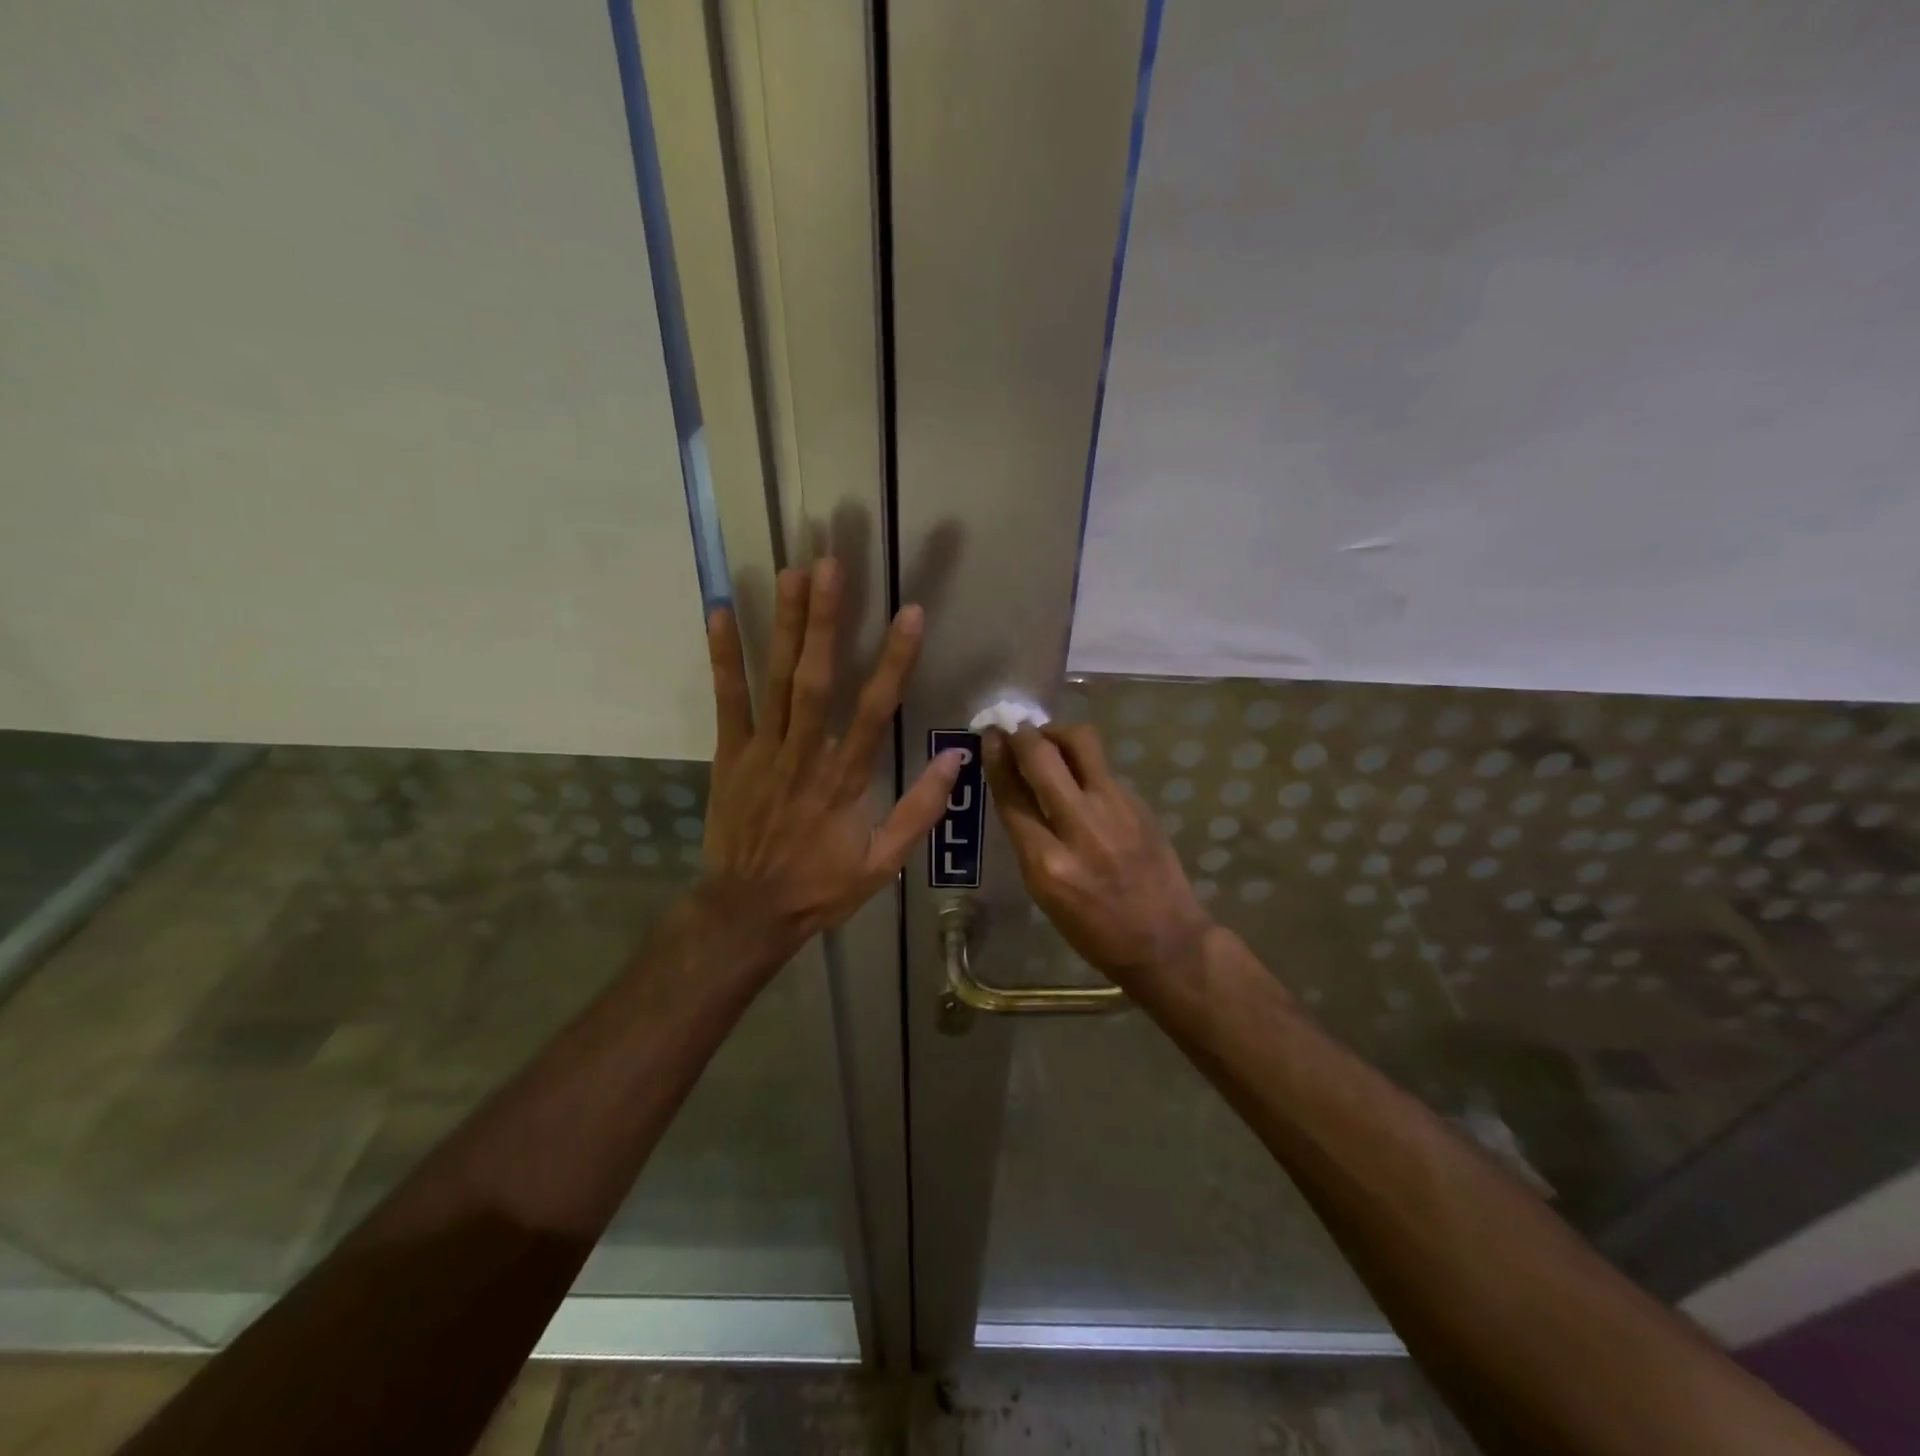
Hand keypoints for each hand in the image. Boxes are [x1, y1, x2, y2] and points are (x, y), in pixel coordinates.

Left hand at [699, 559, 963, 960]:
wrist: (746, 912)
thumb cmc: (819, 887)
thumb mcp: (882, 863)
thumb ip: (920, 810)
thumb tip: (956, 759)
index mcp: (845, 779)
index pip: (875, 710)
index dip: (894, 660)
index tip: (909, 613)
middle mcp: (805, 754)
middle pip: (817, 679)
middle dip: (825, 620)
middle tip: (831, 565)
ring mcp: (763, 751)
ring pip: (776, 680)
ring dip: (784, 625)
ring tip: (791, 573)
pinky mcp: (730, 754)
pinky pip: (727, 700)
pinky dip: (724, 657)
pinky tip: (721, 613)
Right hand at [983, 723, 1213, 988]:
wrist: (1165, 941)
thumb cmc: (1094, 930)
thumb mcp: (1044, 893)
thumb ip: (1028, 838)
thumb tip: (1015, 788)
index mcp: (1047, 863)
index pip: (1012, 795)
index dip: (996, 758)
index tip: (989, 736)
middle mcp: (1080, 828)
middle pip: (1041, 758)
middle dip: (1022, 735)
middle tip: (1013, 728)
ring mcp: (1115, 810)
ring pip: (1080, 744)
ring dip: (1056, 733)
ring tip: (1047, 740)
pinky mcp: (1139, 803)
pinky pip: (1102, 767)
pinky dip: (1083, 761)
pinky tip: (1079, 774)